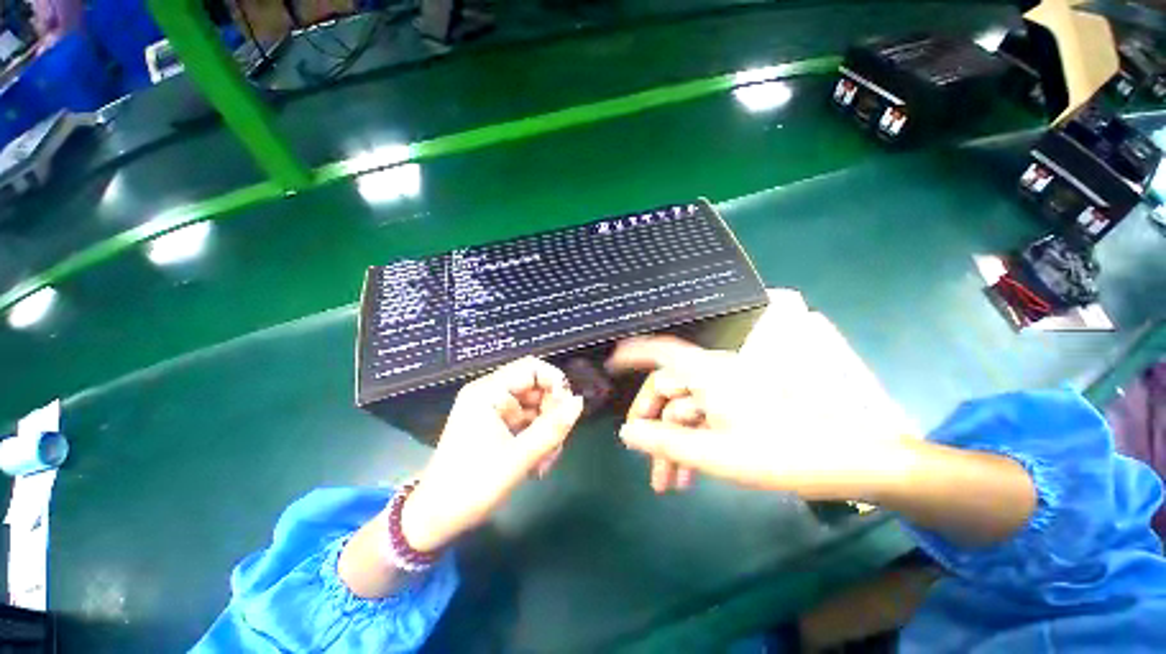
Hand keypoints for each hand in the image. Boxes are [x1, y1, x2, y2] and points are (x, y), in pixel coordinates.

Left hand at [401, 357, 583, 551]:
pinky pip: (527, 422)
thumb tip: (579, 402)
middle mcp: (490, 394)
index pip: (532, 368)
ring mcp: (493, 410)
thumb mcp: (519, 458)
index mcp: (488, 392)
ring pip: (535, 408)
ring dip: (547, 431)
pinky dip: (537, 439)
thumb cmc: (472, 487)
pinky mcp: (496, 426)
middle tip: (557, 444)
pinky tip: (537, 465)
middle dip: (552, 415)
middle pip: (536, 388)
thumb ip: (552, 428)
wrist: (435, 519)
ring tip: (545, 463)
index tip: (569, 409)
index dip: (555, 382)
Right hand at [607, 335, 913, 499]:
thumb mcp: (716, 454)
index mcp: (708, 373)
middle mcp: (714, 374)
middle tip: (643, 461)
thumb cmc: (783, 452)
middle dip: (652, 426)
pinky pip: (703, 419)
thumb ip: (665, 442)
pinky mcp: (739, 406)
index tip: (611, 365)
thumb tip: (626, 434)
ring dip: (672, 443)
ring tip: (666, 484)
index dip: (632, 353)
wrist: (851, 460)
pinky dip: (691, 443)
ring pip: (684, 410)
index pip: (661, 351)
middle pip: (668, 391)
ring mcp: (727, 390)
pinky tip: (687, 475)